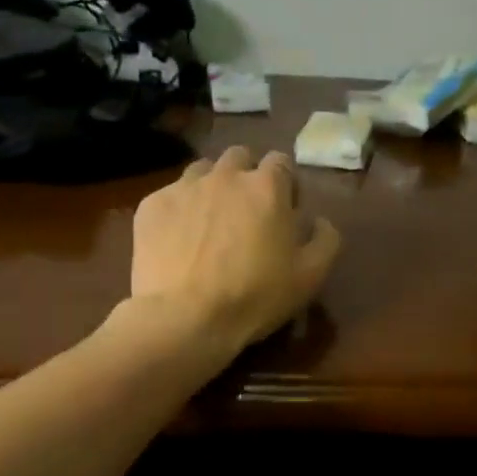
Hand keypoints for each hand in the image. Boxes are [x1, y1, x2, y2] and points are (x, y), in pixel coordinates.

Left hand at [129, 146, 341, 356]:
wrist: (185, 318)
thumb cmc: (256, 296)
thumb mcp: (310, 276)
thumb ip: (326, 240)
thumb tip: (320, 220)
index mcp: (267, 187)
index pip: (281, 162)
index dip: (285, 184)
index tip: (285, 210)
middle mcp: (225, 175)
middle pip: (239, 158)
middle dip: (246, 177)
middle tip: (247, 213)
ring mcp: (184, 187)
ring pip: (202, 171)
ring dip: (212, 187)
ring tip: (211, 222)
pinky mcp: (151, 205)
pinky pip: (170, 196)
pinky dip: (179, 211)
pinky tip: (179, 241)